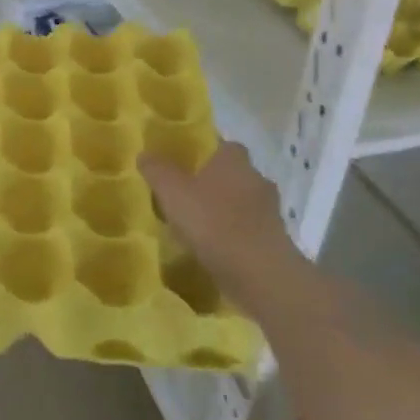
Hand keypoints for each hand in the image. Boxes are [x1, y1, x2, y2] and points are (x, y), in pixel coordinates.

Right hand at [140, 143, 300, 308]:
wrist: (260, 274)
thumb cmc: (213, 222)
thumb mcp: (172, 191)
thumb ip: (157, 170)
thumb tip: (145, 154)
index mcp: (234, 160)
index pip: (220, 144)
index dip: (202, 151)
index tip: (183, 162)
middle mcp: (256, 179)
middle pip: (232, 174)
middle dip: (212, 182)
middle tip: (185, 193)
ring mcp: (270, 211)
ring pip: (241, 203)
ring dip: (223, 210)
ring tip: (196, 224)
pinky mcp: (274, 241)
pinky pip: (247, 230)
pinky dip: (233, 235)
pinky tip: (213, 248)